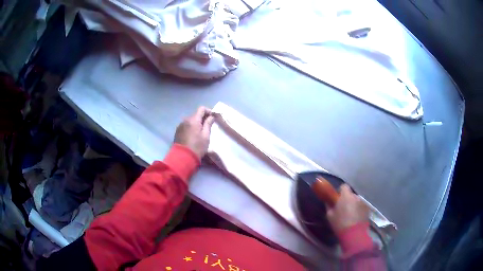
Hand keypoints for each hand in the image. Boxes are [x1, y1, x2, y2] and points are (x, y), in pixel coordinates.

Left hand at [174, 106, 214, 158]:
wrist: (183, 157)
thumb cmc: (197, 147)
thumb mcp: (206, 136)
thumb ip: (208, 124)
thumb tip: (211, 116)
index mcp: (193, 120)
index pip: (201, 109)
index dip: (208, 111)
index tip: (213, 117)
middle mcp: (185, 120)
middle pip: (195, 114)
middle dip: (202, 118)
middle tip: (208, 125)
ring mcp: (180, 125)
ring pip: (190, 120)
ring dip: (196, 123)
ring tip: (200, 131)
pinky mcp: (177, 131)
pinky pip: (186, 125)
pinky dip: (190, 127)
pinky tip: (193, 135)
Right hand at [326, 184, 368, 232]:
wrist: (354, 233)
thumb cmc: (340, 223)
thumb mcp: (330, 215)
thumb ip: (329, 206)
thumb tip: (328, 202)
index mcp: (346, 196)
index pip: (344, 186)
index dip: (340, 191)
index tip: (337, 198)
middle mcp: (356, 196)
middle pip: (351, 194)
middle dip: (347, 199)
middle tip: (343, 208)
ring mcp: (363, 202)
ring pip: (356, 201)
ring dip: (353, 205)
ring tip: (350, 215)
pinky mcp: (368, 209)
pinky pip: (361, 206)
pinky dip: (359, 210)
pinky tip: (356, 218)